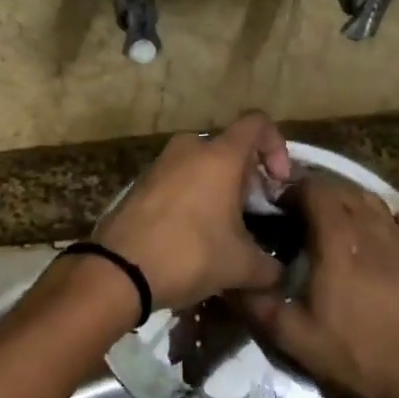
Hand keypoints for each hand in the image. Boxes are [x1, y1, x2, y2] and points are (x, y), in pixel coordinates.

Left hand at [95, 112, 292, 308]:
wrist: (119, 271)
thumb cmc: (190, 255)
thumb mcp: (241, 267)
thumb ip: (270, 266)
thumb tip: (279, 273)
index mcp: (220, 155)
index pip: (258, 124)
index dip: (277, 147)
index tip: (278, 183)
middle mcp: (189, 149)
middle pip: (229, 148)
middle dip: (247, 177)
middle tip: (253, 213)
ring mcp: (160, 164)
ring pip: (201, 164)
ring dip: (218, 189)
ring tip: (224, 228)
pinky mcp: (140, 184)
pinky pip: (178, 180)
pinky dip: (192, 197)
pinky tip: (193, 234)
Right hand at [235, 173, 398, 397]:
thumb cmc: (354, 354)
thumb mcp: (293, 337)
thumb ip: (256, 304)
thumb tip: (226, 282)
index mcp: (338, 241)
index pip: (315, 189)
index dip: (293, 189)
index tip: (278, 204)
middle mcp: (371, 228)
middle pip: (343, 189)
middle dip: (318, 192)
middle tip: (299, 213)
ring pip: (372, 200)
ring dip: (348, 201)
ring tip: (333, 220)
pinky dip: (382, 217)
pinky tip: (374, 234)